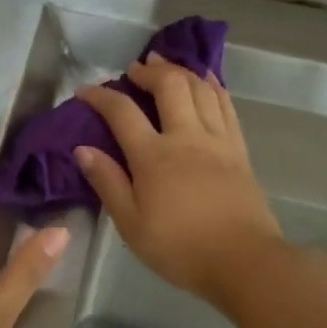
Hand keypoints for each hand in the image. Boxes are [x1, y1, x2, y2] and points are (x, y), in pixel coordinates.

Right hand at [75, 54, 285, 309]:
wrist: (243, 261)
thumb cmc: (180, 248)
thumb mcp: (131, 224)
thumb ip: (108, 183)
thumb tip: (83, 149)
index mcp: (153, 156)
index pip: (122, 112)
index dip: (100, 95)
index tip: (85, 90)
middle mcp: (186, 137)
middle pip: (169, 86)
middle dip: (148, 71)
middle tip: (134, 70)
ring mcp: (217, 140)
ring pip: (200, 88)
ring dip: (181, 70)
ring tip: (166, 66)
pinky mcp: (239, 149)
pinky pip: (226, 105)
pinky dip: (213, 86)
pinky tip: (206, 80)